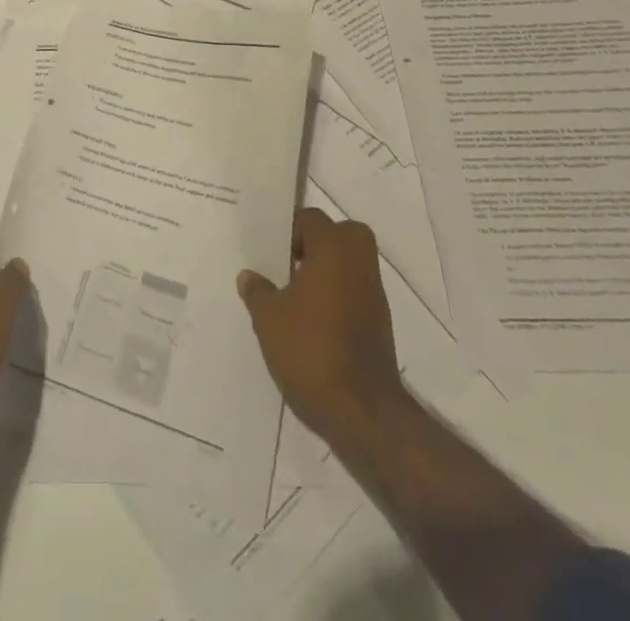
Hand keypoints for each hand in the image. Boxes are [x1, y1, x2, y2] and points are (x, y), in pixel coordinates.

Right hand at [239, 207, 403, 441]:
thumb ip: (258, 292)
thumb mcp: (268, 319)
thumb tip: (249, 276)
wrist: (362, 410)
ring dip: (327, 271)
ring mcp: (374, 294)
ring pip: (350, 264)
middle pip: (341, 234)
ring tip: (294, 295)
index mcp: (333, 248)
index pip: (311, 218)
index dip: (289, 229)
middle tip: (289, 263)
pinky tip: (312, 321)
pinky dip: (337, 297)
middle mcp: (358, 263)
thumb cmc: (310, 349)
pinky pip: (355, 292)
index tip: (271, 250)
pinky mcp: (380, 323)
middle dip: (317, 243)